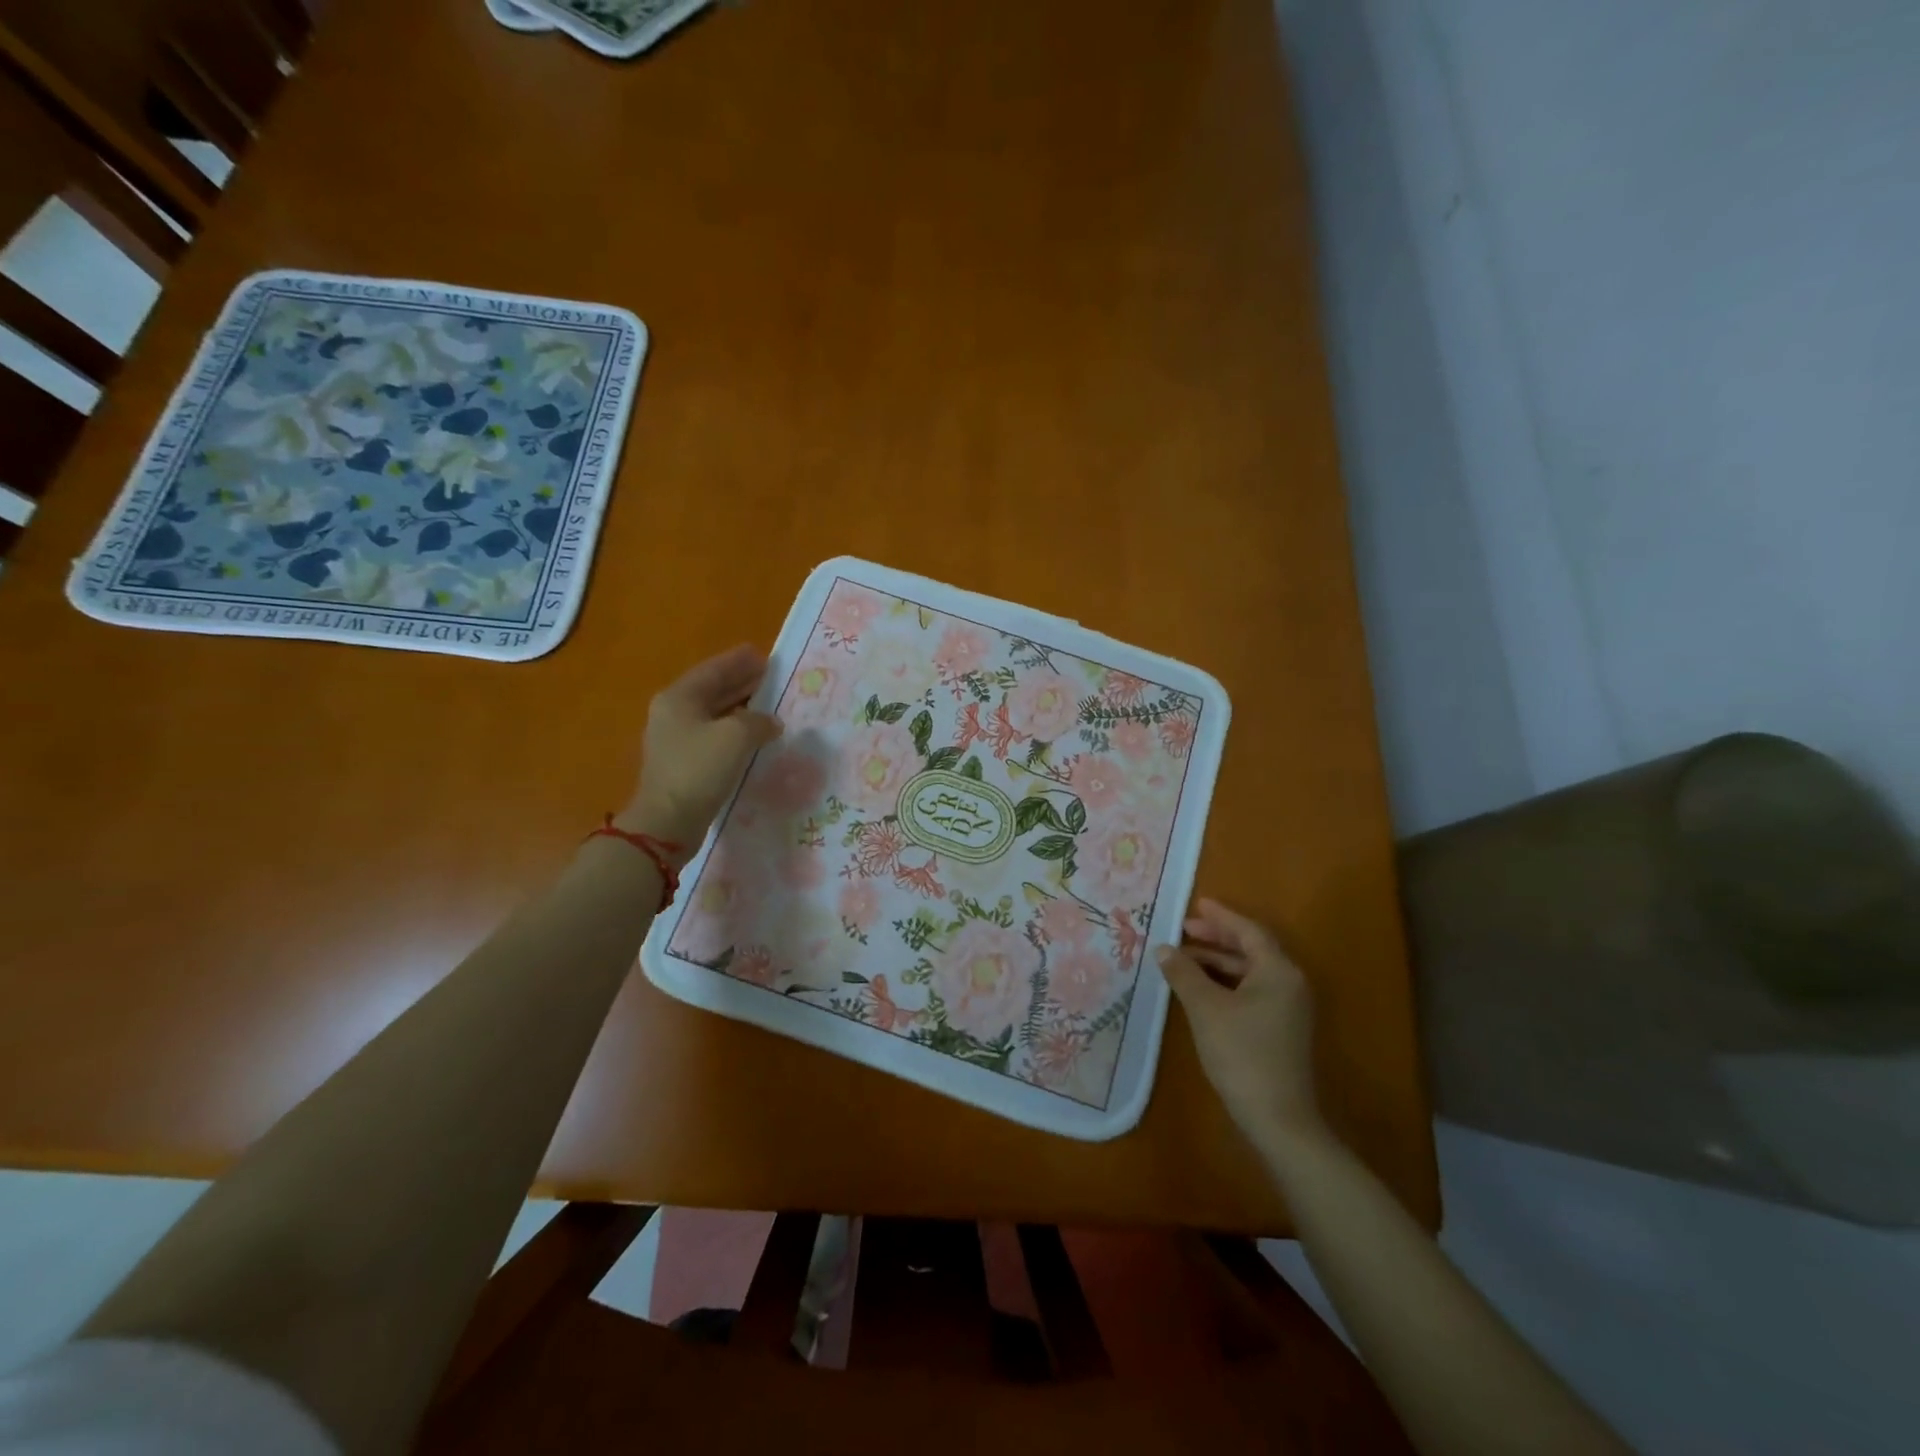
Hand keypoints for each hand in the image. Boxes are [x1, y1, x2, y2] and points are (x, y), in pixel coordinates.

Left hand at [621, 644, 781, 850]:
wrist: (669, 821)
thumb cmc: (700, 769)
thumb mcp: (736, 736)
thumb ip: (758, 721)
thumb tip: (770, 722)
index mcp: (679, 698)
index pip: (713, 670)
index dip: (738, 661)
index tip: (762, 654)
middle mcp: (673, 713)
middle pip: (712, 689)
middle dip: (740, 681)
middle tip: (769, 675)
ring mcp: (676, 739)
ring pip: (714, 713)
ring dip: (740, 706)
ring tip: (768, 702)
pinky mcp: (684, 762)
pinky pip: (714, 735)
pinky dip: (735, 729)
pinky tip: (754, 733)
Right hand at [1158, 899, 1326, 1153]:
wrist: (1278, 1119)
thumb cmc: (1242, 1054)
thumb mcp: (1205, 1008)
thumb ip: (1184, 973)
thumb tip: (1164, 948)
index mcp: (1278, 971)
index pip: (1248, 931)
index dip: (1220, 917)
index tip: (1195, 904)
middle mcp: (1289, 983)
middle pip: (1251, 949)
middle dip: (1216, 938)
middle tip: (1184, 930)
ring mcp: (1288, 1008)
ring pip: (1250, 972)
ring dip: (1218, 962)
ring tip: (1184, 959)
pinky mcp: (1281, 1029)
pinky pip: (1252, 991)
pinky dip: (1226, 983)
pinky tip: (1200, 989)